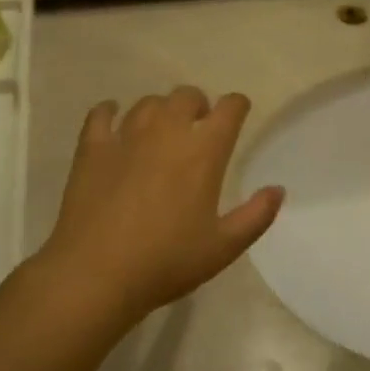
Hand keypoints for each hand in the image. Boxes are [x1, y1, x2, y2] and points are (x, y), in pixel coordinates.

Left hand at [39, 88, 283, 319]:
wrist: (96, 274)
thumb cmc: (166, 262)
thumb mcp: (223, 247)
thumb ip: (256, 216)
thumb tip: (277, 190)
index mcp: (204, 152)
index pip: (229, 108)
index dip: (237, 106)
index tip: (238, 113)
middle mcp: (167, 131)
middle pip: (187, 95)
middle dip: (198, 105)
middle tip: (197, 128)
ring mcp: (126, 136)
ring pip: (148, 103)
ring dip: (160, 110)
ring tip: (160, 130)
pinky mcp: (92, 148)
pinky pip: (101, 114)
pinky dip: (109, 111)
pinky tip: (112, 118)